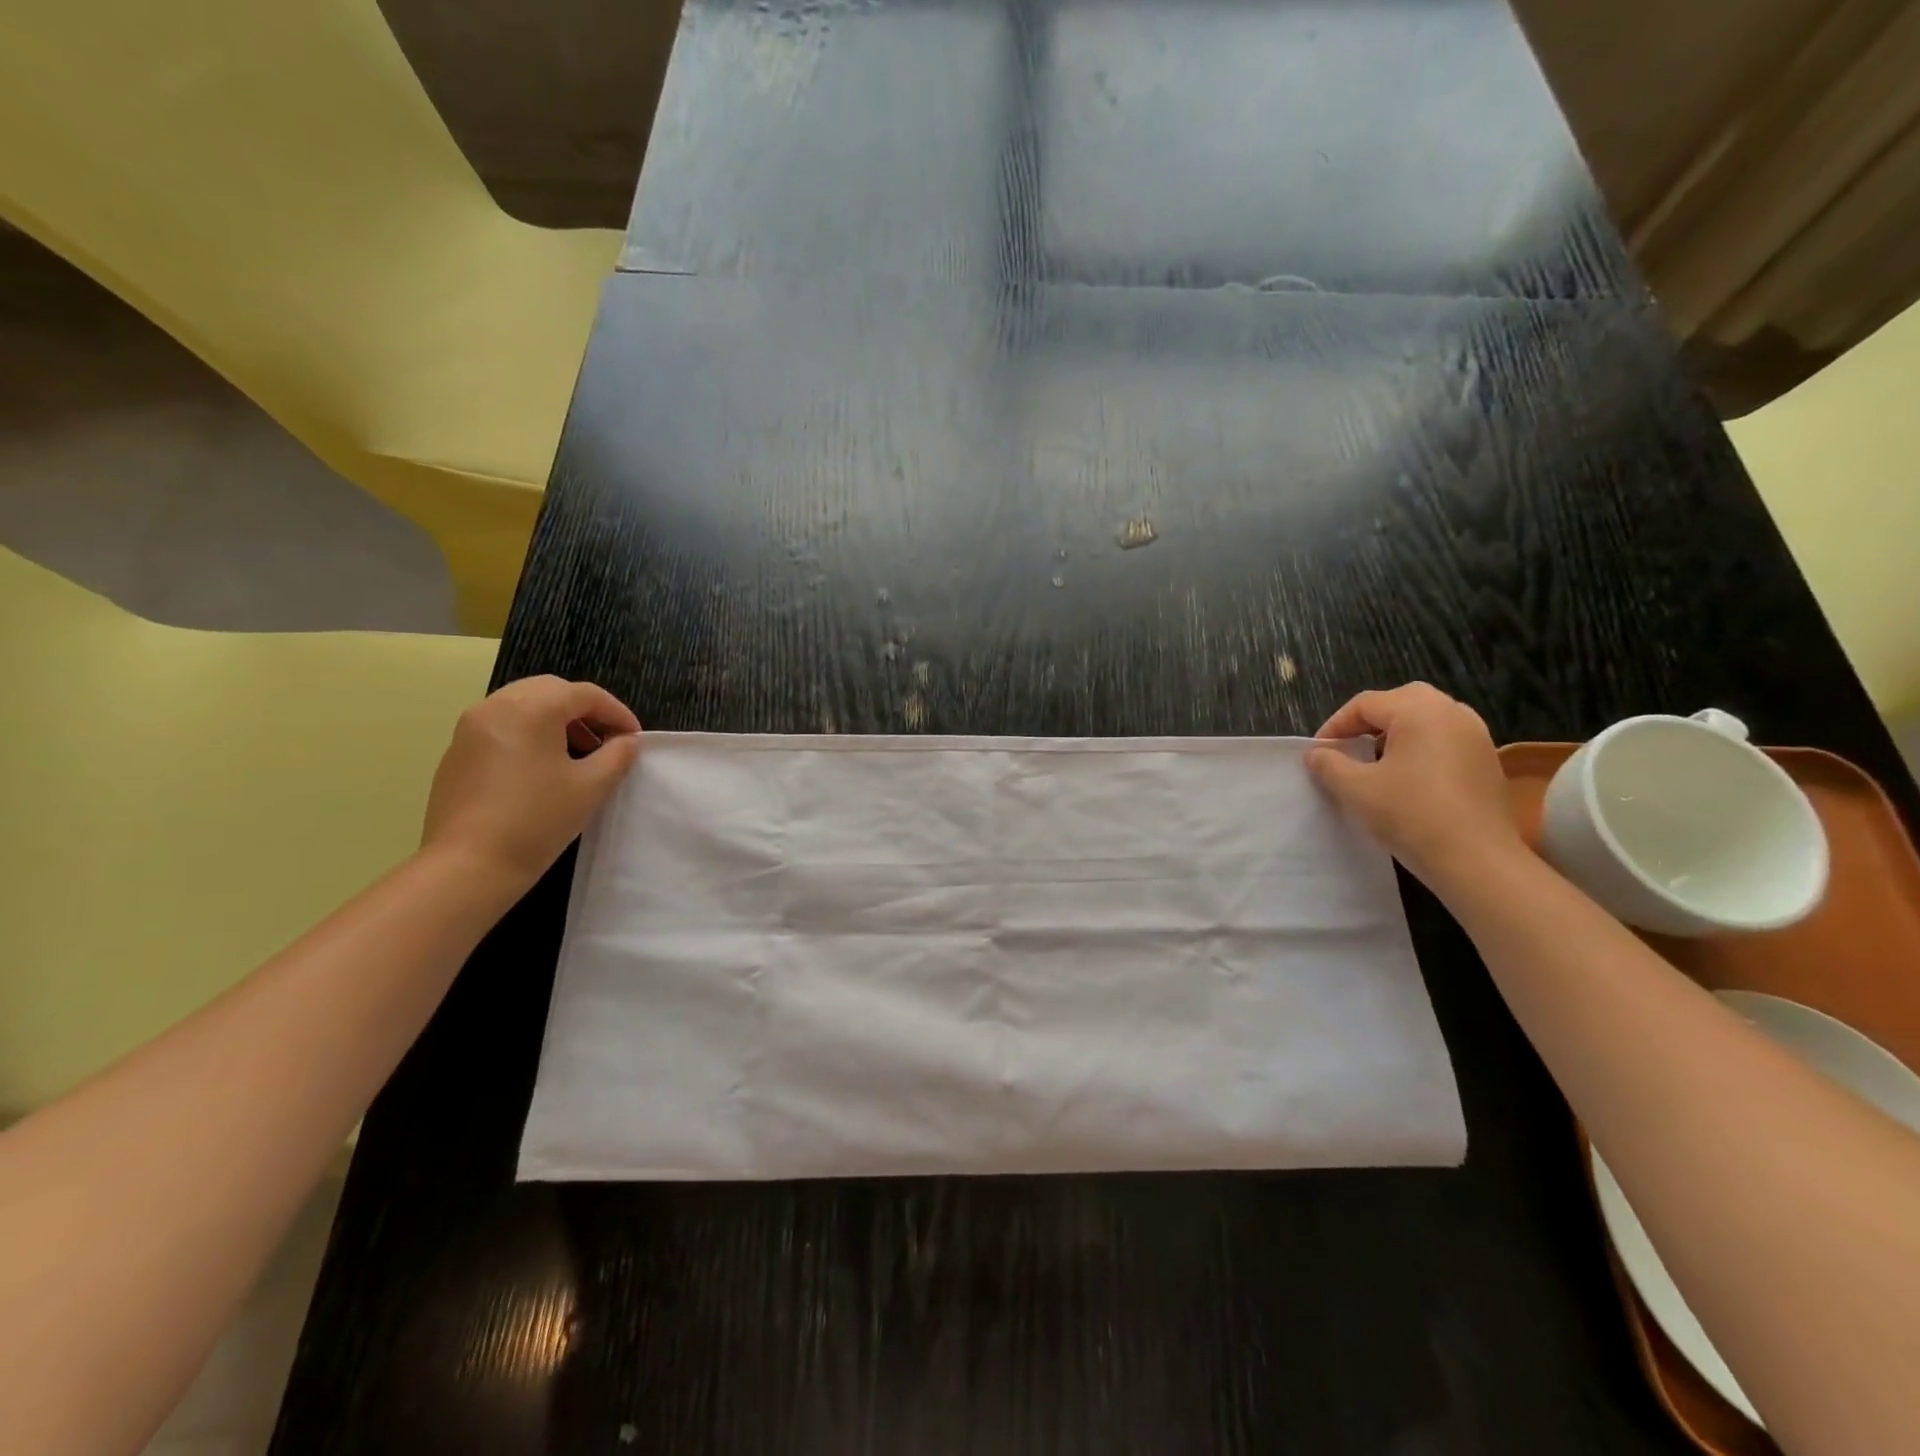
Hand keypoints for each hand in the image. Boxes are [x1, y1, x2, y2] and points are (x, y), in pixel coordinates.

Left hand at [421, 676, 640, 891]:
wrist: (468, 865)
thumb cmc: (538, 820)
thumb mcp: (591, 786)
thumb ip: (617, 756)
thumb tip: (626, 741)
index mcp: (531, 709)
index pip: (585, 694)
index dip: (617, 712)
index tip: (634, 738)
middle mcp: (495, 706)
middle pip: (551, 691)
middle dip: (585, 710)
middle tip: (607, 740)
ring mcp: (470, 728)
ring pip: (524, 705)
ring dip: (557, 720)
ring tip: (578, 754)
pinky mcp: (457, 753)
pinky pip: (502, 726)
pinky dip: (530, 733)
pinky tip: (543, 769)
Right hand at [1306, 682, 1524, 890]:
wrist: (1477, 860)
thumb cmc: (1410, 815)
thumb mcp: (1355, 789)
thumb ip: (1329, 764)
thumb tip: (1318, 754)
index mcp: (1419, 711)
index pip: (1365, 703)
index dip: (1335, 725)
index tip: (1319, 753)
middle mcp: (1452, 713)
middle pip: (1400, 702)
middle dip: (1368, 722)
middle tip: (1348, 749)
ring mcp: (1476, 736)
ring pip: (1426, 719)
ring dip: (1396, 734)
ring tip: (1376, 763)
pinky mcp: (1487, 761)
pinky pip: (1445, 740)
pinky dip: (1421, 748)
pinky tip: (1408, 779)